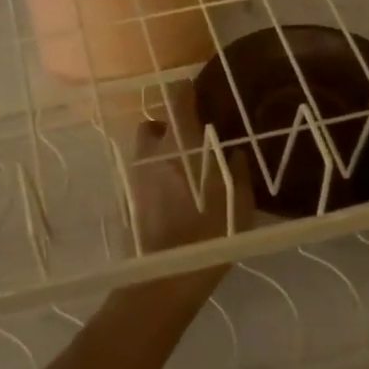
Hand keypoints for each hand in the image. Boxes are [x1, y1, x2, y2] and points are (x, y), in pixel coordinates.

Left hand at [126, 85, 254, 254]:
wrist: (165, 278)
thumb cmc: (210, 236)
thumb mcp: (239, 205)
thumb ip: (237, 174)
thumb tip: (233, 154)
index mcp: (182, 145)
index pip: (177, 99)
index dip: (186, 90)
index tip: (197, 91)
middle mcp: (154, 152)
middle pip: (155, 124)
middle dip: (170, 128)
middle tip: (192, 144)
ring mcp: (137, 174)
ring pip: (146, 149)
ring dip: (161, 152)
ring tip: (183, 171)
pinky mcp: (129, 196)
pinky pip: (142, 172)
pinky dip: (155, 174)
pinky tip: (172, 194)